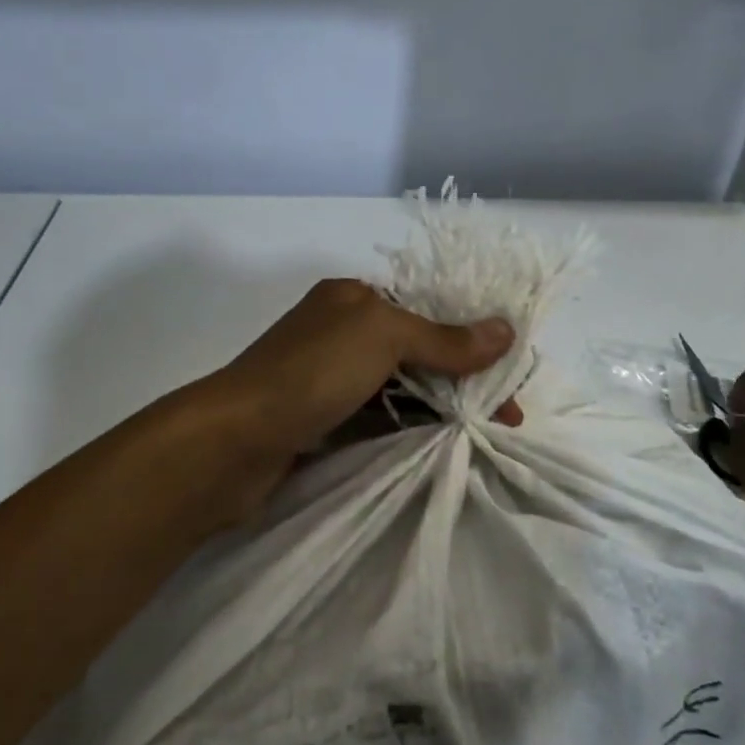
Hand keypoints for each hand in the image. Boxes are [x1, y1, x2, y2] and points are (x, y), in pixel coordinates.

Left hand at [194, 279, 519, 521]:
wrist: (234, 439)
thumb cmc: (312, 372)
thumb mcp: (383, 338)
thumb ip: (444, 338)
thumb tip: (506, 329)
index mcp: (353, 298)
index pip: (427, 309)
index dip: (472, 336)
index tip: (510, 374)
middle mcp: (342, 331)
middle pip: (417, 350)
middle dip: (463, 378)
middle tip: (506, 417)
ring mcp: (329, 378)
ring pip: (399, 387)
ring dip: (440, 407)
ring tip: (483, 435)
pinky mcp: (321, 420)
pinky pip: (377, 418)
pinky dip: (408, 428)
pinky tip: (439, 446)